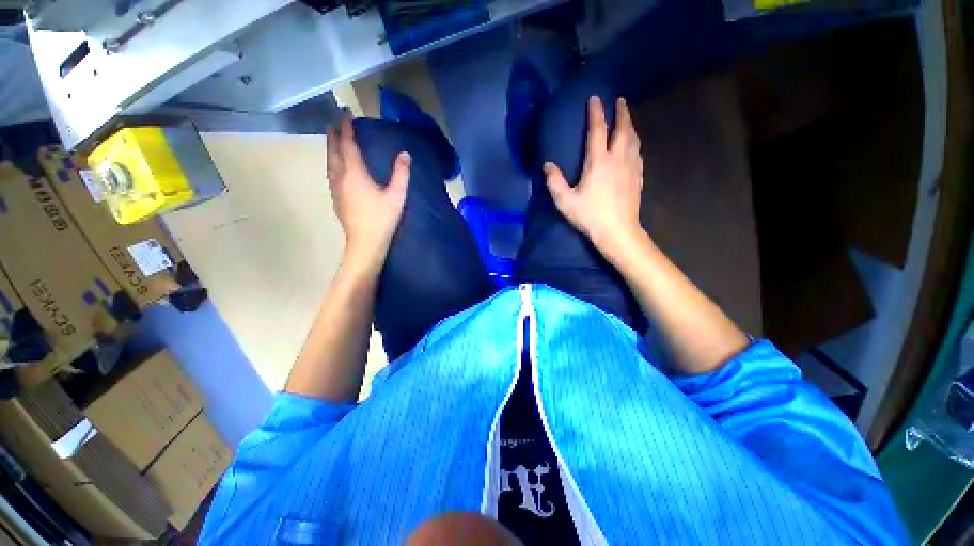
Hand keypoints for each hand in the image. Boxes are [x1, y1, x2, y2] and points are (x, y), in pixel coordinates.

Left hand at [328, 118, 410, 271]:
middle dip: (333, 135)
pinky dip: (333, 162)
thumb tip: (405, 154)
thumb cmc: (381, 218)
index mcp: (354, 173)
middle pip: (333, 151)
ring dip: (331, 148)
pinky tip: (337, 167)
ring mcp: (336, 189)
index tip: (345, 114)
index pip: (347, 145)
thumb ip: (401, 174)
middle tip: (334, 122)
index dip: (346, 128)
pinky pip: (331, 173)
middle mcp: (340, 177)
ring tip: (334, 140)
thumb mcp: (396, 196)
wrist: (365, 243)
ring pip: (329, 163)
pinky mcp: (337, 199)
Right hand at [544, 96, 646, 263]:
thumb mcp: (565, 201)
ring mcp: (631, 168)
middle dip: (621, 113)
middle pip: (623, 129)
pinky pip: (638, 154)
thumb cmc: (590, 216)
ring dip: (631, 126)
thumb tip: (547, 165)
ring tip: (627, 120)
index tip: (595, 98)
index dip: (596, 112)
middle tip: (620, 101)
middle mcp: (618, 159)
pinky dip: (635, 144)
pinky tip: (634, 146)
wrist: (617, 231)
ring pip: (634, 140)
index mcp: (599, 162)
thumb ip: (555, 182)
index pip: (598, 130)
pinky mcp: (638, 178)